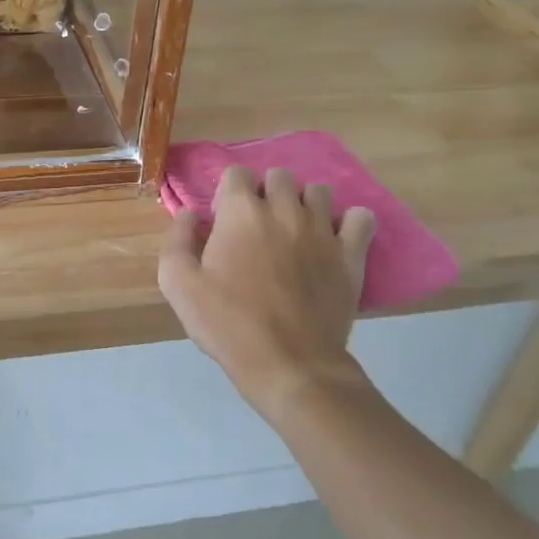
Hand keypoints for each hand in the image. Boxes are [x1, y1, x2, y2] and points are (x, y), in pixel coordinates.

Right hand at [158, 166, 375, 423]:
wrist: (290, 364)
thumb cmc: (228, 323)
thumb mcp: (178, 285)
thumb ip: (177, 240)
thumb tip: (189, 214)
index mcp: (241, 212)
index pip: (237, 174)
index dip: (228, 194)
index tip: (224, 221)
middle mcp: (284, 209)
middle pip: (279, 176)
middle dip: (267, 192)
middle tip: (258, 226)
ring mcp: (322, 229)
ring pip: (319, 191)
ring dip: (305, 204)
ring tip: (295, 232)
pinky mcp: (351, 253)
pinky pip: (361, 217)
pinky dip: (350, 222)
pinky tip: (335, 239)